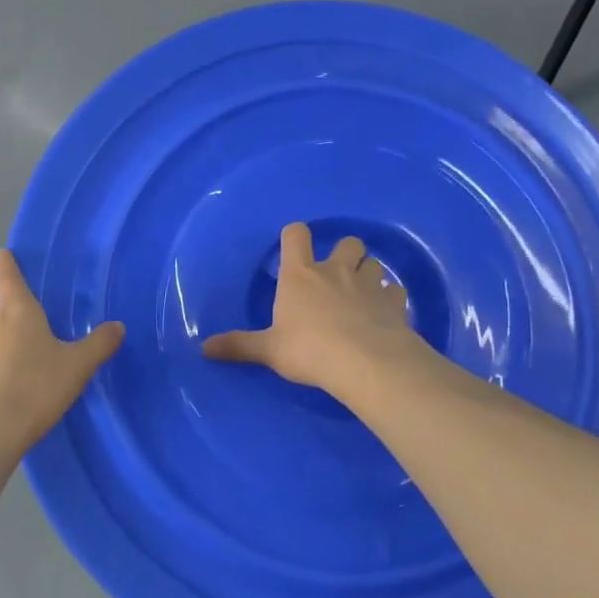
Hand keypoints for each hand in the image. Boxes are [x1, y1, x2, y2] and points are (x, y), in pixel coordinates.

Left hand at [0, 249, 124, 457]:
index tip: (7, 254)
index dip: (7, 262)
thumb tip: (118, 326)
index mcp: (18, 310)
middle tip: (13, 298)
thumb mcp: (78, 366)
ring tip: (14, 337)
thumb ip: (99, 344)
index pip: (7, 274)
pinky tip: (6, 369)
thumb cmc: (37, 387)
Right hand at [202, 224, 420, 394]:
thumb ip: (239, 346)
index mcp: (300, 275)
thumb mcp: (269, 350)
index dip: (295, 236)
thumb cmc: (309, 349)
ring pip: (374, 263)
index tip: (293, 247)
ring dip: (368, 273)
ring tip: (362, 294)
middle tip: (336, 275)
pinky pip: (394, 291)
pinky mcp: (394, 303)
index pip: (296, 235)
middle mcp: (336, 271)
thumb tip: (203, 348)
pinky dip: (389, 299)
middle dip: (344, 252)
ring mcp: (368, 284)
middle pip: (347, 242)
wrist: (365, 362)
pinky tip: (384, 315)